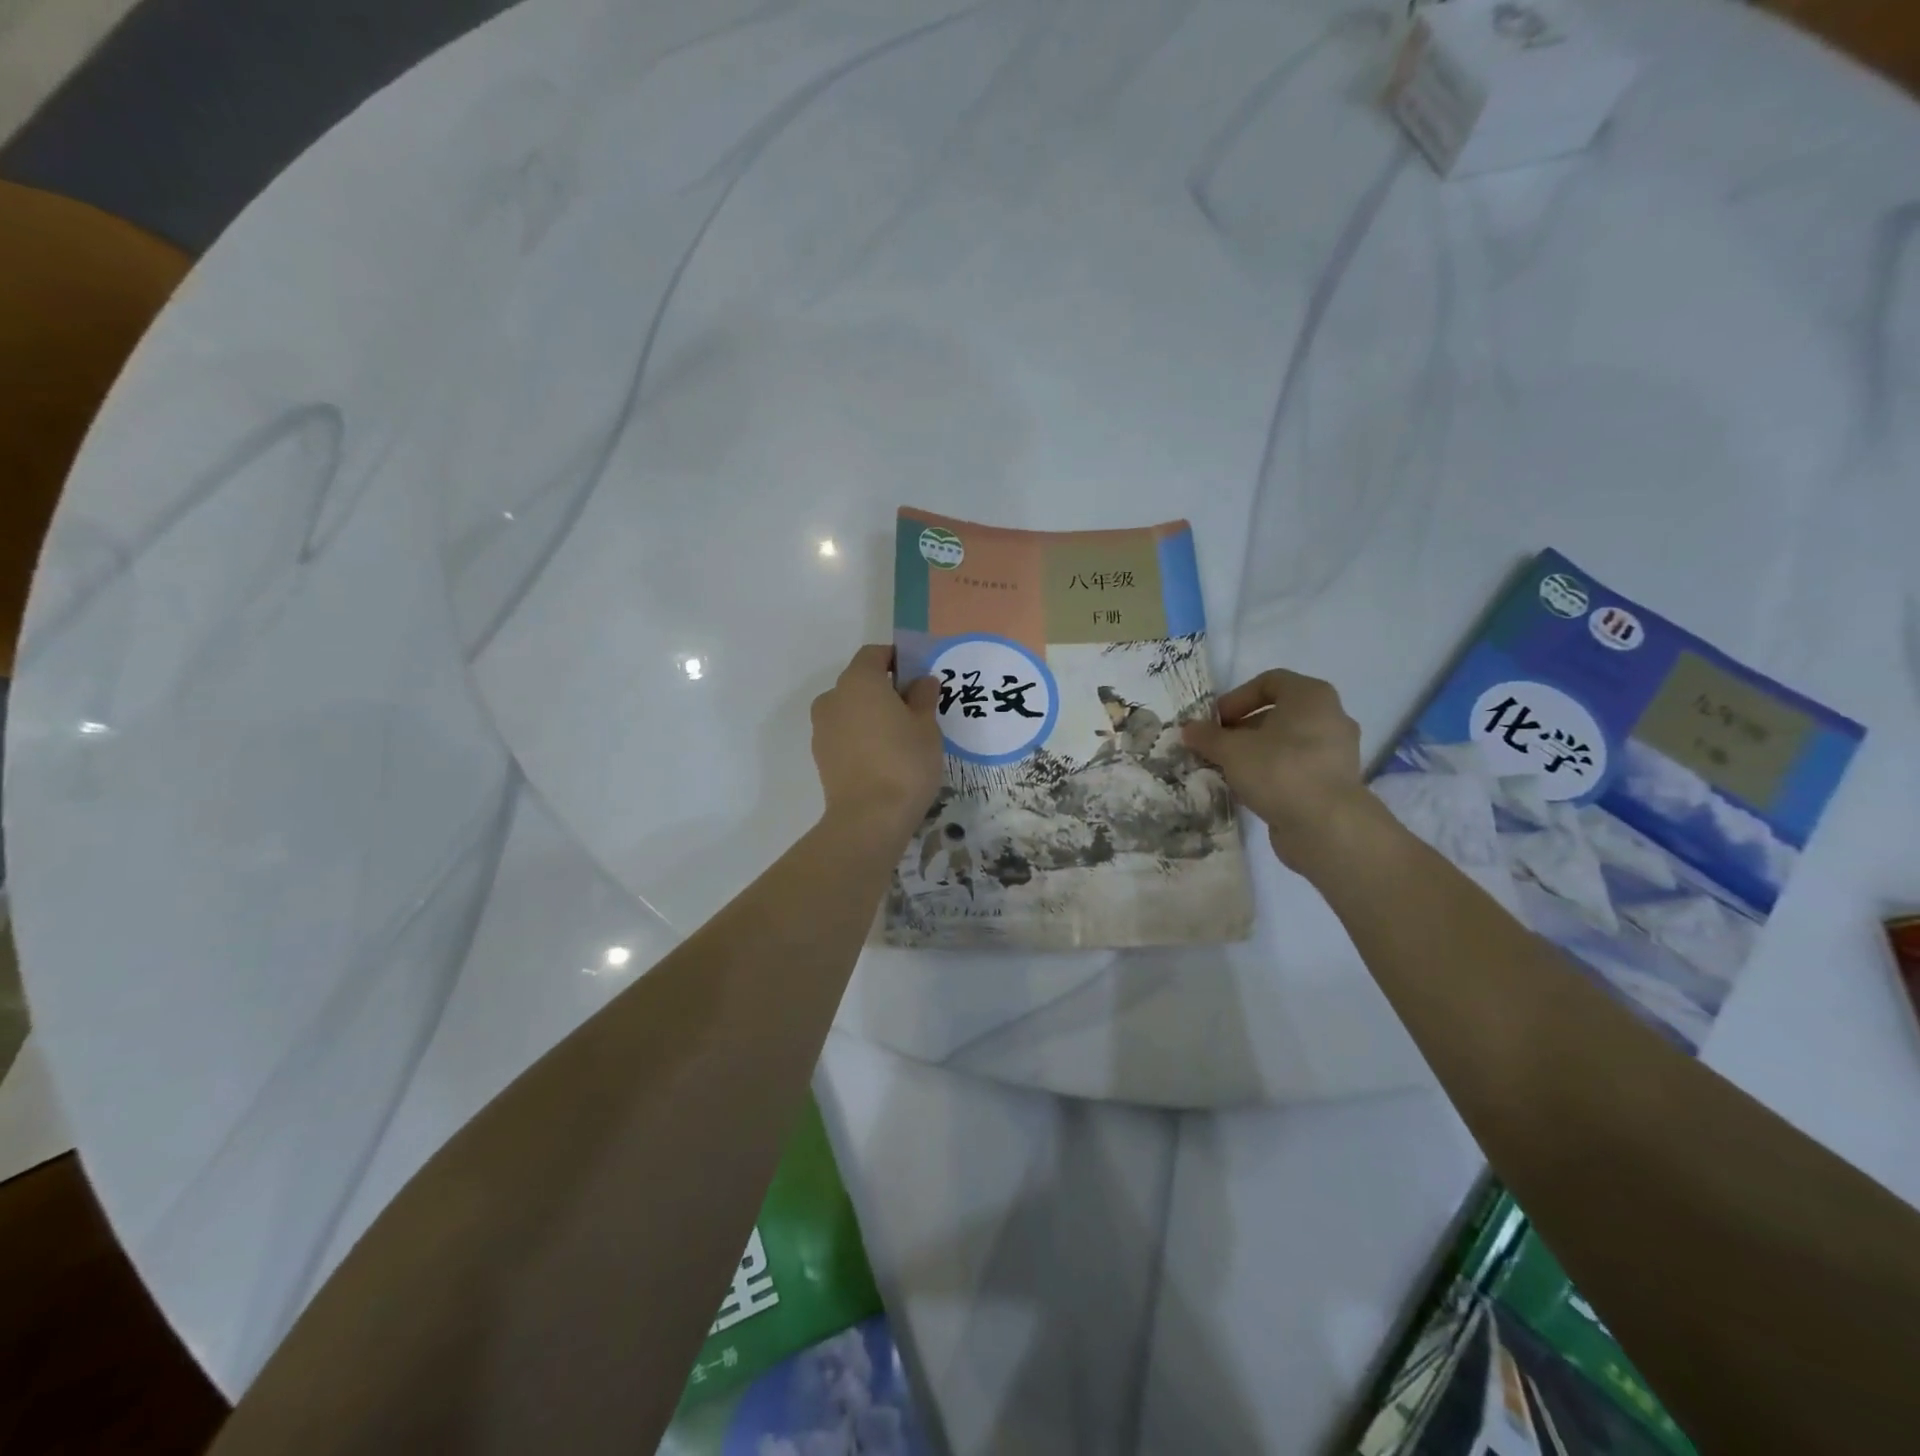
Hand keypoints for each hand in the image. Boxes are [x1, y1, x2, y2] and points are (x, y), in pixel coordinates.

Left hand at [811, 645, 943, 844]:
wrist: (869, 818)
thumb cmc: (904, 762)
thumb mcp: (926, 726)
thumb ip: (923, 697)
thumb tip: (922, 681)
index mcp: (859, 681)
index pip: (875, 654)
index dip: (897, 659)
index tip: (918, 676)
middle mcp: (833, 697)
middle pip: (860, 682)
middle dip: (885, 689)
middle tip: (914, 710)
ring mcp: (822, 728)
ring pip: (850, 709)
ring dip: (871, 715)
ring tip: (899, 739)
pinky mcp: (820, 756)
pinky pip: (844, 734)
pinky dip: (860, 737)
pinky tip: (882, 759)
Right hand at [1182, 669, 1373, 871]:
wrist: (1327, 826)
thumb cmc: (1279, 770)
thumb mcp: (1232, 750)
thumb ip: (1208, 736)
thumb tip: (1189, 729)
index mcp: (1311, 696)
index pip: (1269, 681)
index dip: (1236, 698)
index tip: (1214, 721)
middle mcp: (1330, 717)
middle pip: (1277, 714)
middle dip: (1241, 729)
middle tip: (1215, 747)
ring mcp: (1335, 752)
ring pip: (1285, 744)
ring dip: (1253, 753)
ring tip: (1226, 770)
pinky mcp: (1333, 783)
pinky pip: (1295, 768)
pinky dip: (1271, 774)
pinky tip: (1246, 791)